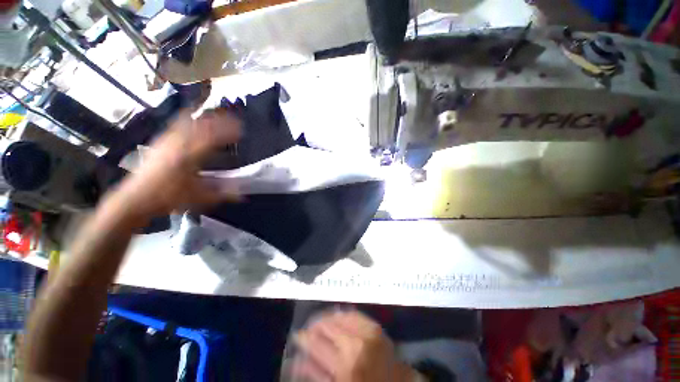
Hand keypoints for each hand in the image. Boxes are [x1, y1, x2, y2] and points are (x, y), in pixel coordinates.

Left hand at [116, 109, 241, 218]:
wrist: (135, 197)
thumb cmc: (168, 197)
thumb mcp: (198, 197)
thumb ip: (222, 194)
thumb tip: (243, 196)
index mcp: (189, 156)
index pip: (212, 138)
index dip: (228, 132)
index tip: (241, 130)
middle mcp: (178, 143)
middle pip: (201, 125)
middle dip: (219, 120)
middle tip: (234, 119)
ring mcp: (167, 140)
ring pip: (188, 121)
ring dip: (205, 117)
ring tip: (218, 114)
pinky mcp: (160, 141)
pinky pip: (176, 124)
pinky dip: (188, 117)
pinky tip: (193, 117)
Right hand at [292, 310, 415, 381]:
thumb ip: (317, 374)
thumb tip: (299, 359)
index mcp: (344, 364)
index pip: (316, 343)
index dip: (304, 337)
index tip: (298, 334)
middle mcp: (356, 343)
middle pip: (329, 325)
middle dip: (316, 324)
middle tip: (309, 326)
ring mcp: (369, 332)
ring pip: (341, 315)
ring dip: (329, 317)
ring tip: (322, 320)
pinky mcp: (377, 328)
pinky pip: (356, 314)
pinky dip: (344, 314)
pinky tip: (338, 316)